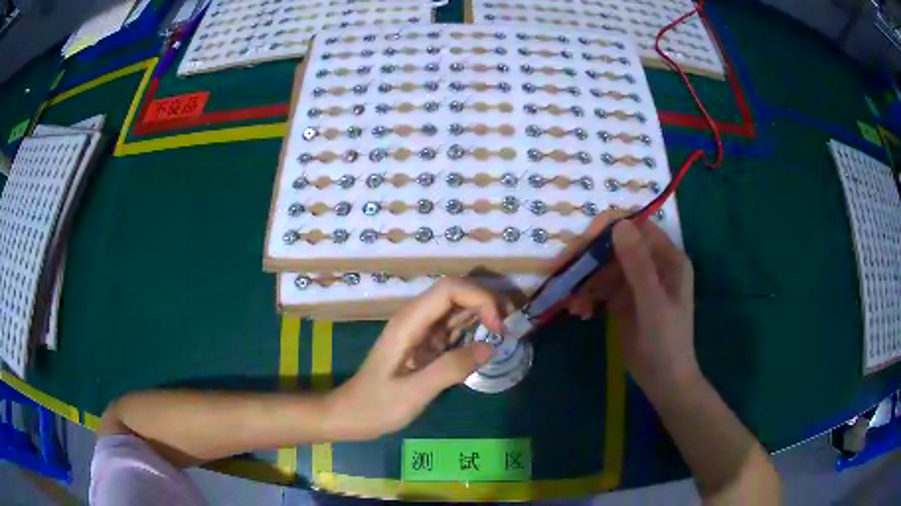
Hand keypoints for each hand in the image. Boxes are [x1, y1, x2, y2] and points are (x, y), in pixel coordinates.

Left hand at [323, 278, 506, 440]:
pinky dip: (474, 330)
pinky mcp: (425, 345)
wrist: (349, 415)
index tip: (498, 328)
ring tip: (506, 332)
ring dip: (484, 314)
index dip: (480, 298)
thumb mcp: (412, 393)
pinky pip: (454, 329)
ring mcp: (421, 332)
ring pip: (457, 309)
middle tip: (510, 327)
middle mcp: (416, 319)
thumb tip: (490, 348)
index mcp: (409, 322)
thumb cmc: (375, 406)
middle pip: (456, 293)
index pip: (449, 289)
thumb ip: (449, 369)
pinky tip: (488, 343)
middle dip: (487, 302)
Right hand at [560, 213, 699, 395]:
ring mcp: (637, 283)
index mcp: (668, 259)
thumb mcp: (652, 303)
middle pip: (617, 248)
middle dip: (592, 261)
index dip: (611, 229)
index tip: (585, 241)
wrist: (663, 381)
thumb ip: (637, 265)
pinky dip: (589, 297)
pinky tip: (581, 312)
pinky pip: (602, 289)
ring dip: (587, 283)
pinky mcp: (624, 301)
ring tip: (574, 305)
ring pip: (605, 270)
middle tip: (568, 272)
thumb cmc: (666, 341)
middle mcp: (653, 265)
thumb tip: (619, 224)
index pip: (638, 228)